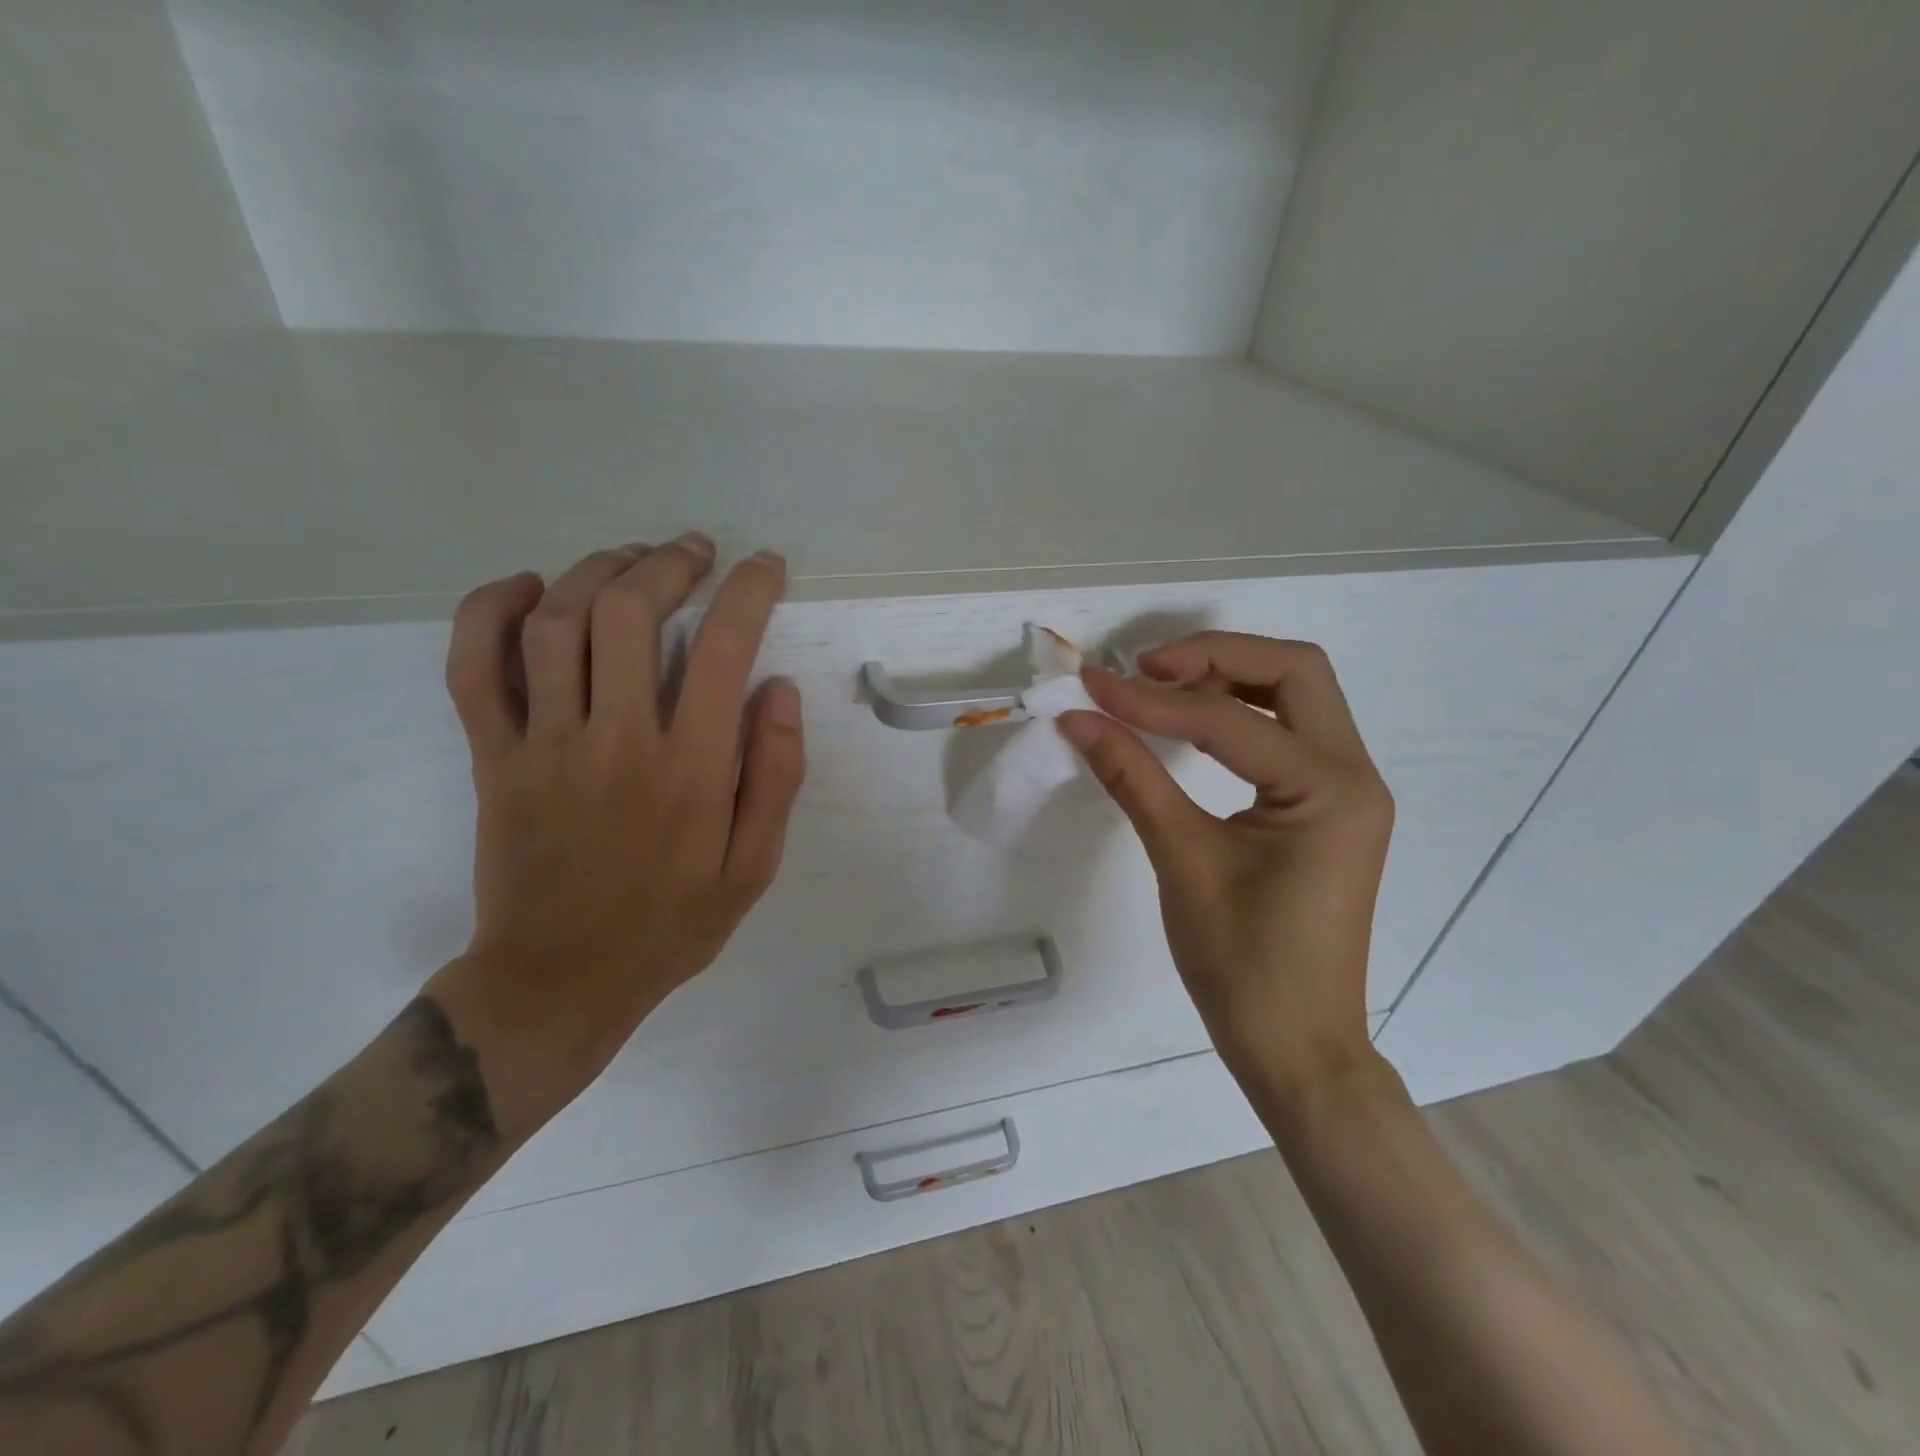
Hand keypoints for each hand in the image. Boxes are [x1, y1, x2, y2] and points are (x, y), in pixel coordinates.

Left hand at [428, 535, 803, 1131]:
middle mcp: (616, 740)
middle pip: (629, 613)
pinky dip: (490, 612)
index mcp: (690, 770)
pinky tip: (528, 588)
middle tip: (696, 551)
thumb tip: (779, 690)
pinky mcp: (492, 757)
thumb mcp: (753, 867)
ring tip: (632, 558)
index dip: (748, 592)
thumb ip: (776, 776)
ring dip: (597, 571)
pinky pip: (472, 668)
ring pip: (555, 623)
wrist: (558, 980)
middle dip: (668, 563)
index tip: (764, 567)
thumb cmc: (670, 925)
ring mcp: (543, 744)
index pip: (723, 650)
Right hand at [1057, 633, 1392, 1089]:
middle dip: (1215, 656)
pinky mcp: (1327, 806)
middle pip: (1294, 672)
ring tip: (1160, 690)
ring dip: (1229, 679)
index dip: (1153, 700)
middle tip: (1146, 670)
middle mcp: (1355, 774)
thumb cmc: (1243, 965)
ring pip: (1295, 696)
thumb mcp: (1182, 861)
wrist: (1296, 1045)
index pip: (1229, 720)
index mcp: (1331, 790)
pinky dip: (1239, 715)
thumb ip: (1131, 777)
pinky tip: (1190, 726)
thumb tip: (1078, 718)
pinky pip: (1287, 734)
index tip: (1091, 687)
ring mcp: (1347, 789)